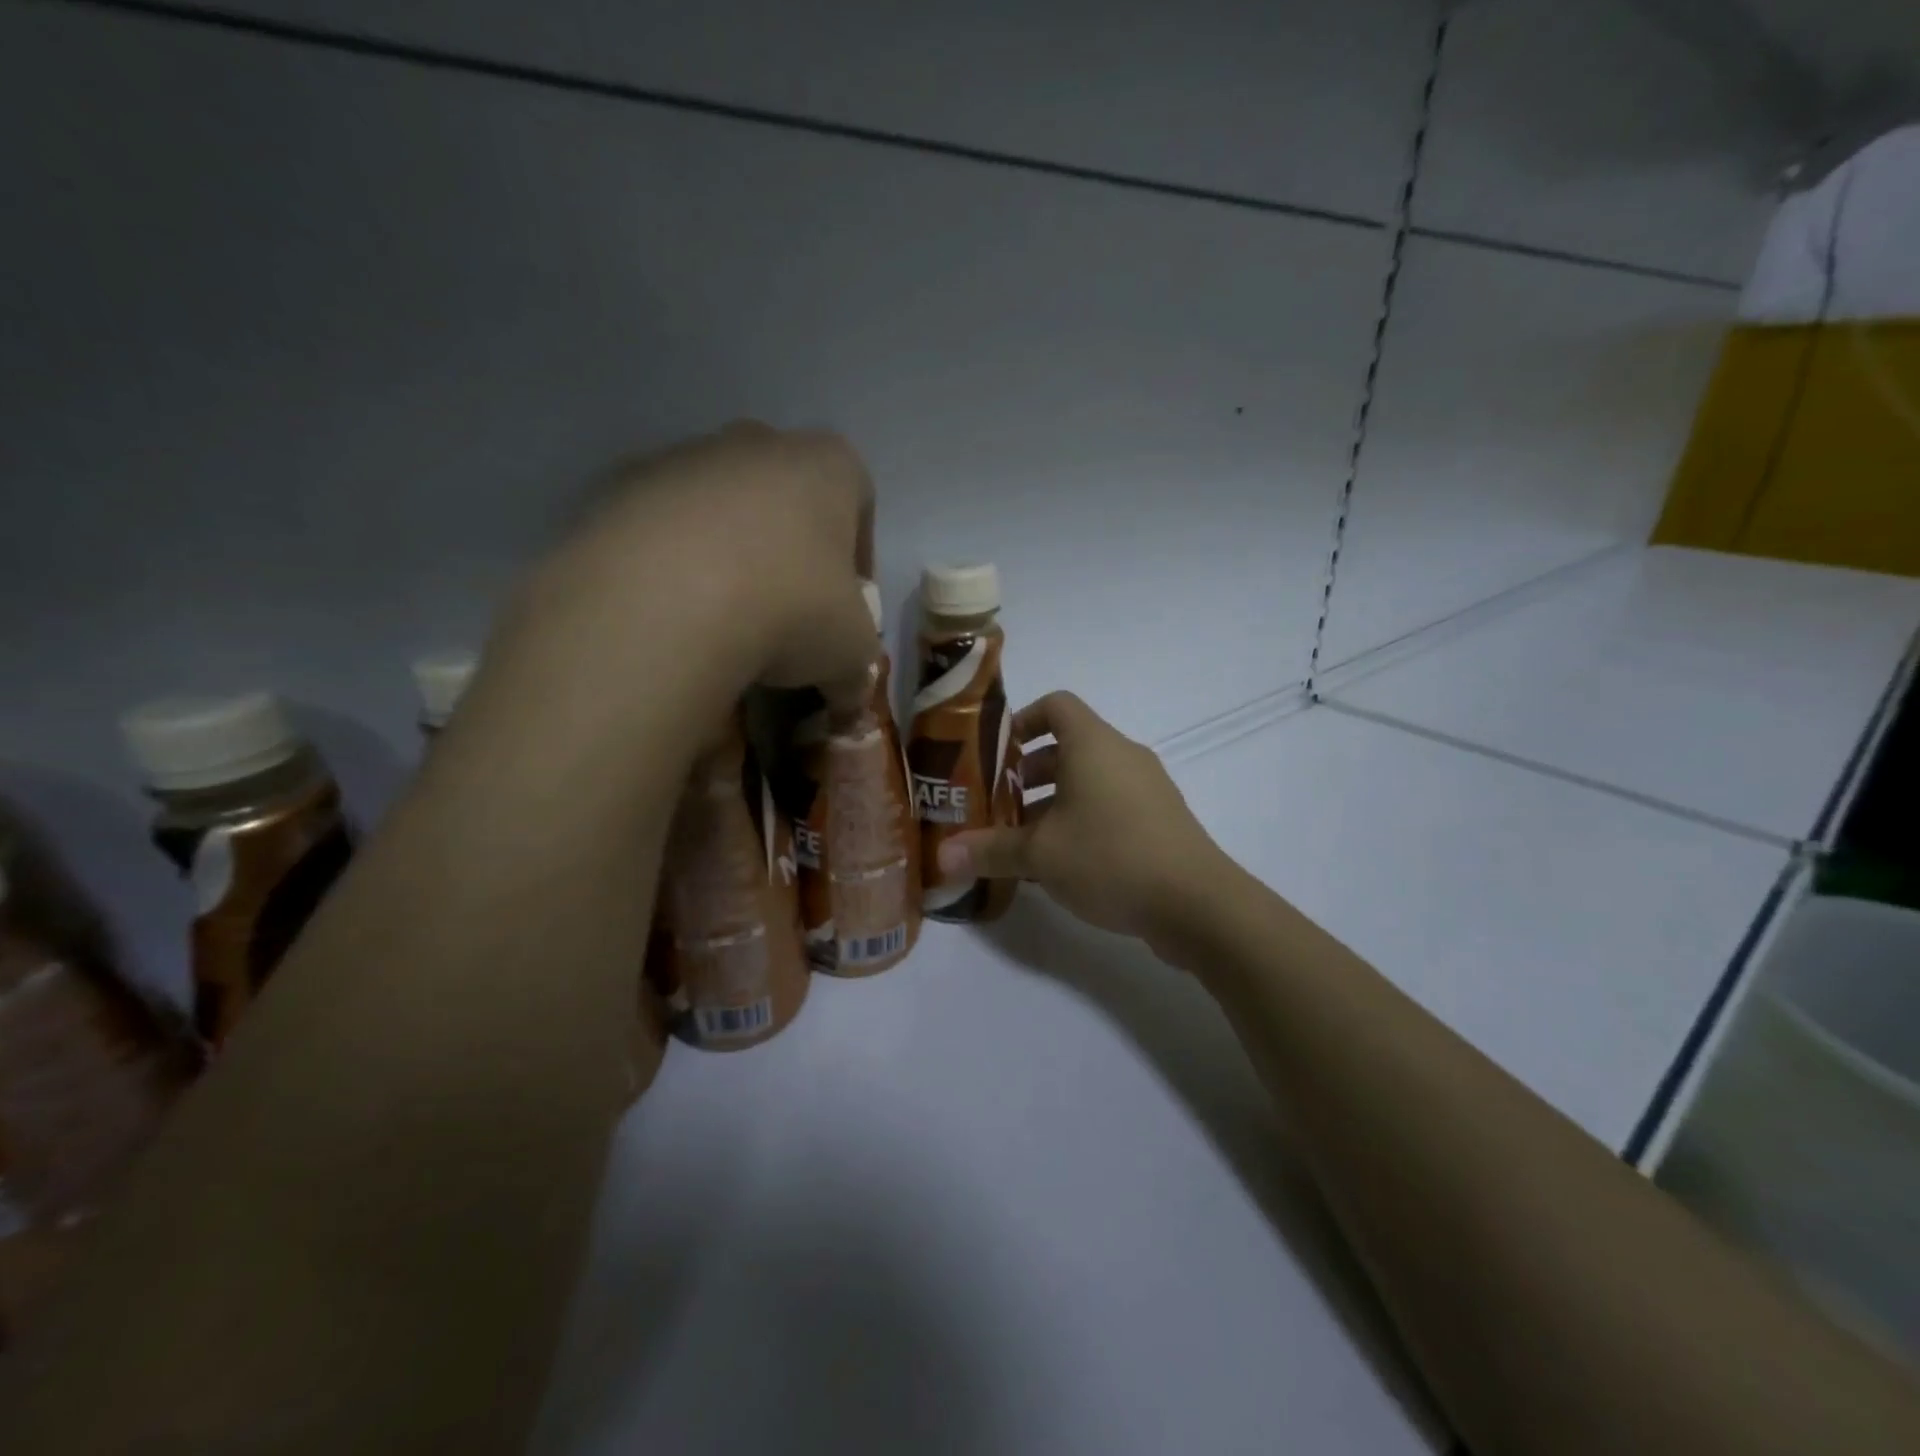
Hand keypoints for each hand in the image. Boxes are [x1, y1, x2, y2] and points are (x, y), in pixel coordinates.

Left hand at [517, 422, 878, 691]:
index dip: (857, 557)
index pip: (858, 500)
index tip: (845, 604)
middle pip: (784, 495)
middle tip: (785, 611)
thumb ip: (856, 668)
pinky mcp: (618, 486)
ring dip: (726, 553)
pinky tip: (670, 612)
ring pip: (718, 507)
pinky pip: (659, 527)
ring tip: (721, 620)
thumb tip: (846, 695)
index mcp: (827, 466)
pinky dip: (669, 563)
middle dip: (788, 549)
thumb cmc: (791, 609)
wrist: (665, 603)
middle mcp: (757, 443)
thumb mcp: (850, 653)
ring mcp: (682, 457)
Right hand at [937, 692, 1229, 942]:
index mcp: (1093, 744)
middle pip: (1068, 747)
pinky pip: (1110, 806)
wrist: (1197, 904)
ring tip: (1021, 842)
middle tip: (997, 806)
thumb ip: (989, 850)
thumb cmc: (1110, 857)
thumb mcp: (1039, 855)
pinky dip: (1081, 821)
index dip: (1021, 721)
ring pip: (1088, 781)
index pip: (1056, 705)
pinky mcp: (1160, 821)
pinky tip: (1060, 865)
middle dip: (1027, 774)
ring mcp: (1146, 789)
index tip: (995, 755)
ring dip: (1052, 803)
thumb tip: (941, 856)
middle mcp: (1122, 756)